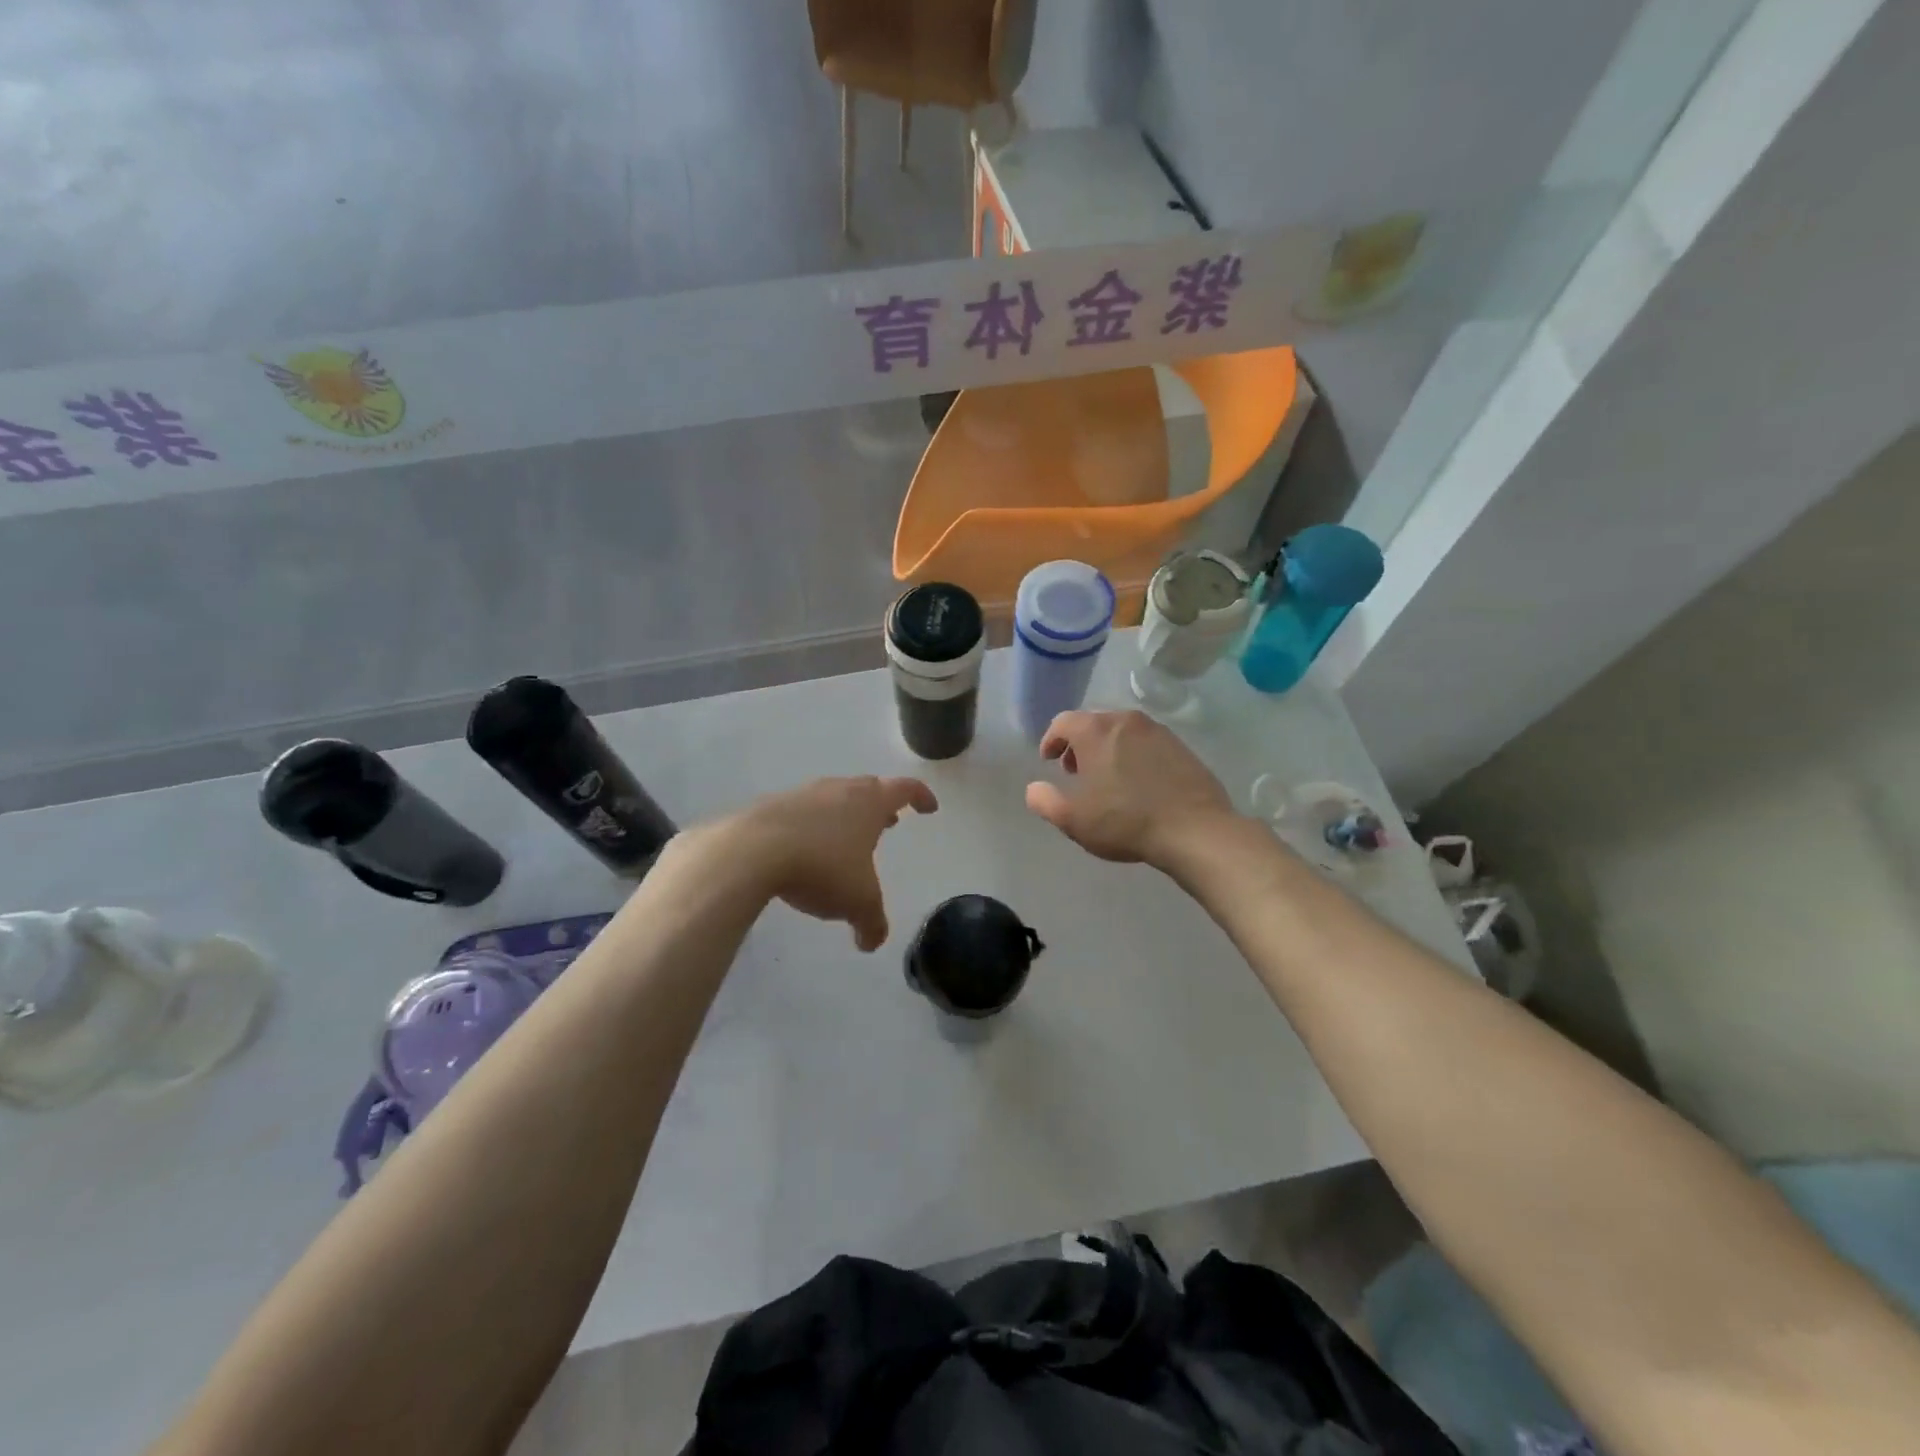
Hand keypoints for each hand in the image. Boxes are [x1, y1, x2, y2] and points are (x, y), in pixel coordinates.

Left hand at [723, 776, 937, 950]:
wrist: (752, 850)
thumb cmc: (822, 867)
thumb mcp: (857, 903)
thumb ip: (872, 923)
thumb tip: (871, 943)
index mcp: (870, 803)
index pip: (905, 789)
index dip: (921, 797)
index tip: (929, 808)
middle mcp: (840, 790)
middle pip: (869, 788)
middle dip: (881, 805)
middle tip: (888, 823)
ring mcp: (804, 794)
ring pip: (834, 797)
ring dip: (845, 815)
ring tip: (846, 839)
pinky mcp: (772, 806)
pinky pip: (802, 812)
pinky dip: (812, 826)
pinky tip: (805, 850)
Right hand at [1025, 710, 1237, 869]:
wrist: (1194, 829)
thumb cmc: (1124, 821)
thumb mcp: (1072, 819)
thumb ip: (1044, 801)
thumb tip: (1034, 789)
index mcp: (1095, 730)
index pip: (1063, 722)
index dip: (1051, 740)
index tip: (1048, 761)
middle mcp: (1126, 720)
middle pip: (1093, 723)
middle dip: (1079, 745)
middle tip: (1076, 772)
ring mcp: (1158, 731)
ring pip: (1121, 732)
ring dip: (1107, 749)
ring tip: (1108, 780)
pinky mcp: (1181, 747)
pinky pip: (1147, 743)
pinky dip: (1133, 755)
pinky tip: (1139, 784)